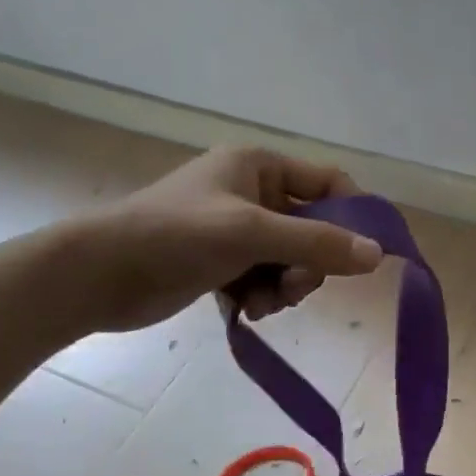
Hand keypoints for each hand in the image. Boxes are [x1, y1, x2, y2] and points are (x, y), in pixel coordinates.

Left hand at [64, 146, 381, 332]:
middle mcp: (252, 192)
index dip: (353, 214)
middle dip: (308, 264)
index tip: (364, 255)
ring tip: (261, 303)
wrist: (97, 274)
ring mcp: (235, 229)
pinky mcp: (220, 262)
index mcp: (259, 166)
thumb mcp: (251, 234)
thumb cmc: (174, 236)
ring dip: (284, 287)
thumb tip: (378, 254)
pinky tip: (244, 309)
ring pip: (290, 260)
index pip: (329, 182)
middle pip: (313, 228)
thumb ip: (316, 243)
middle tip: (292, 287)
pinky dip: (261, 296)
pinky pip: (264, 278)